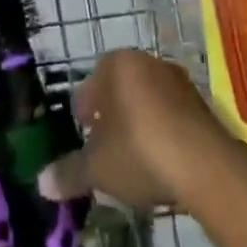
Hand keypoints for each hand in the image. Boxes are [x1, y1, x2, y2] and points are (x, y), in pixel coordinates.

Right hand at [39, 49, 229, 211]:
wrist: (205, 165)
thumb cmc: (139, 152)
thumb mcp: (97, 168)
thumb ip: (69, 172)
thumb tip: (41, 183)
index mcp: (117, 65)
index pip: (90, 86)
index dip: (84, 116)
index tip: (84, 141)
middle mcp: (147, 63)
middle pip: (119, 91)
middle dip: (111, 119)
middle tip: (105, 152)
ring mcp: (178, 80)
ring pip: (146, 102)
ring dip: (138, 126)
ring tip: (133, 162)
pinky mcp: (202, 104)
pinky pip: (171, 116)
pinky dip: (162, 134)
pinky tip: (161, 163)